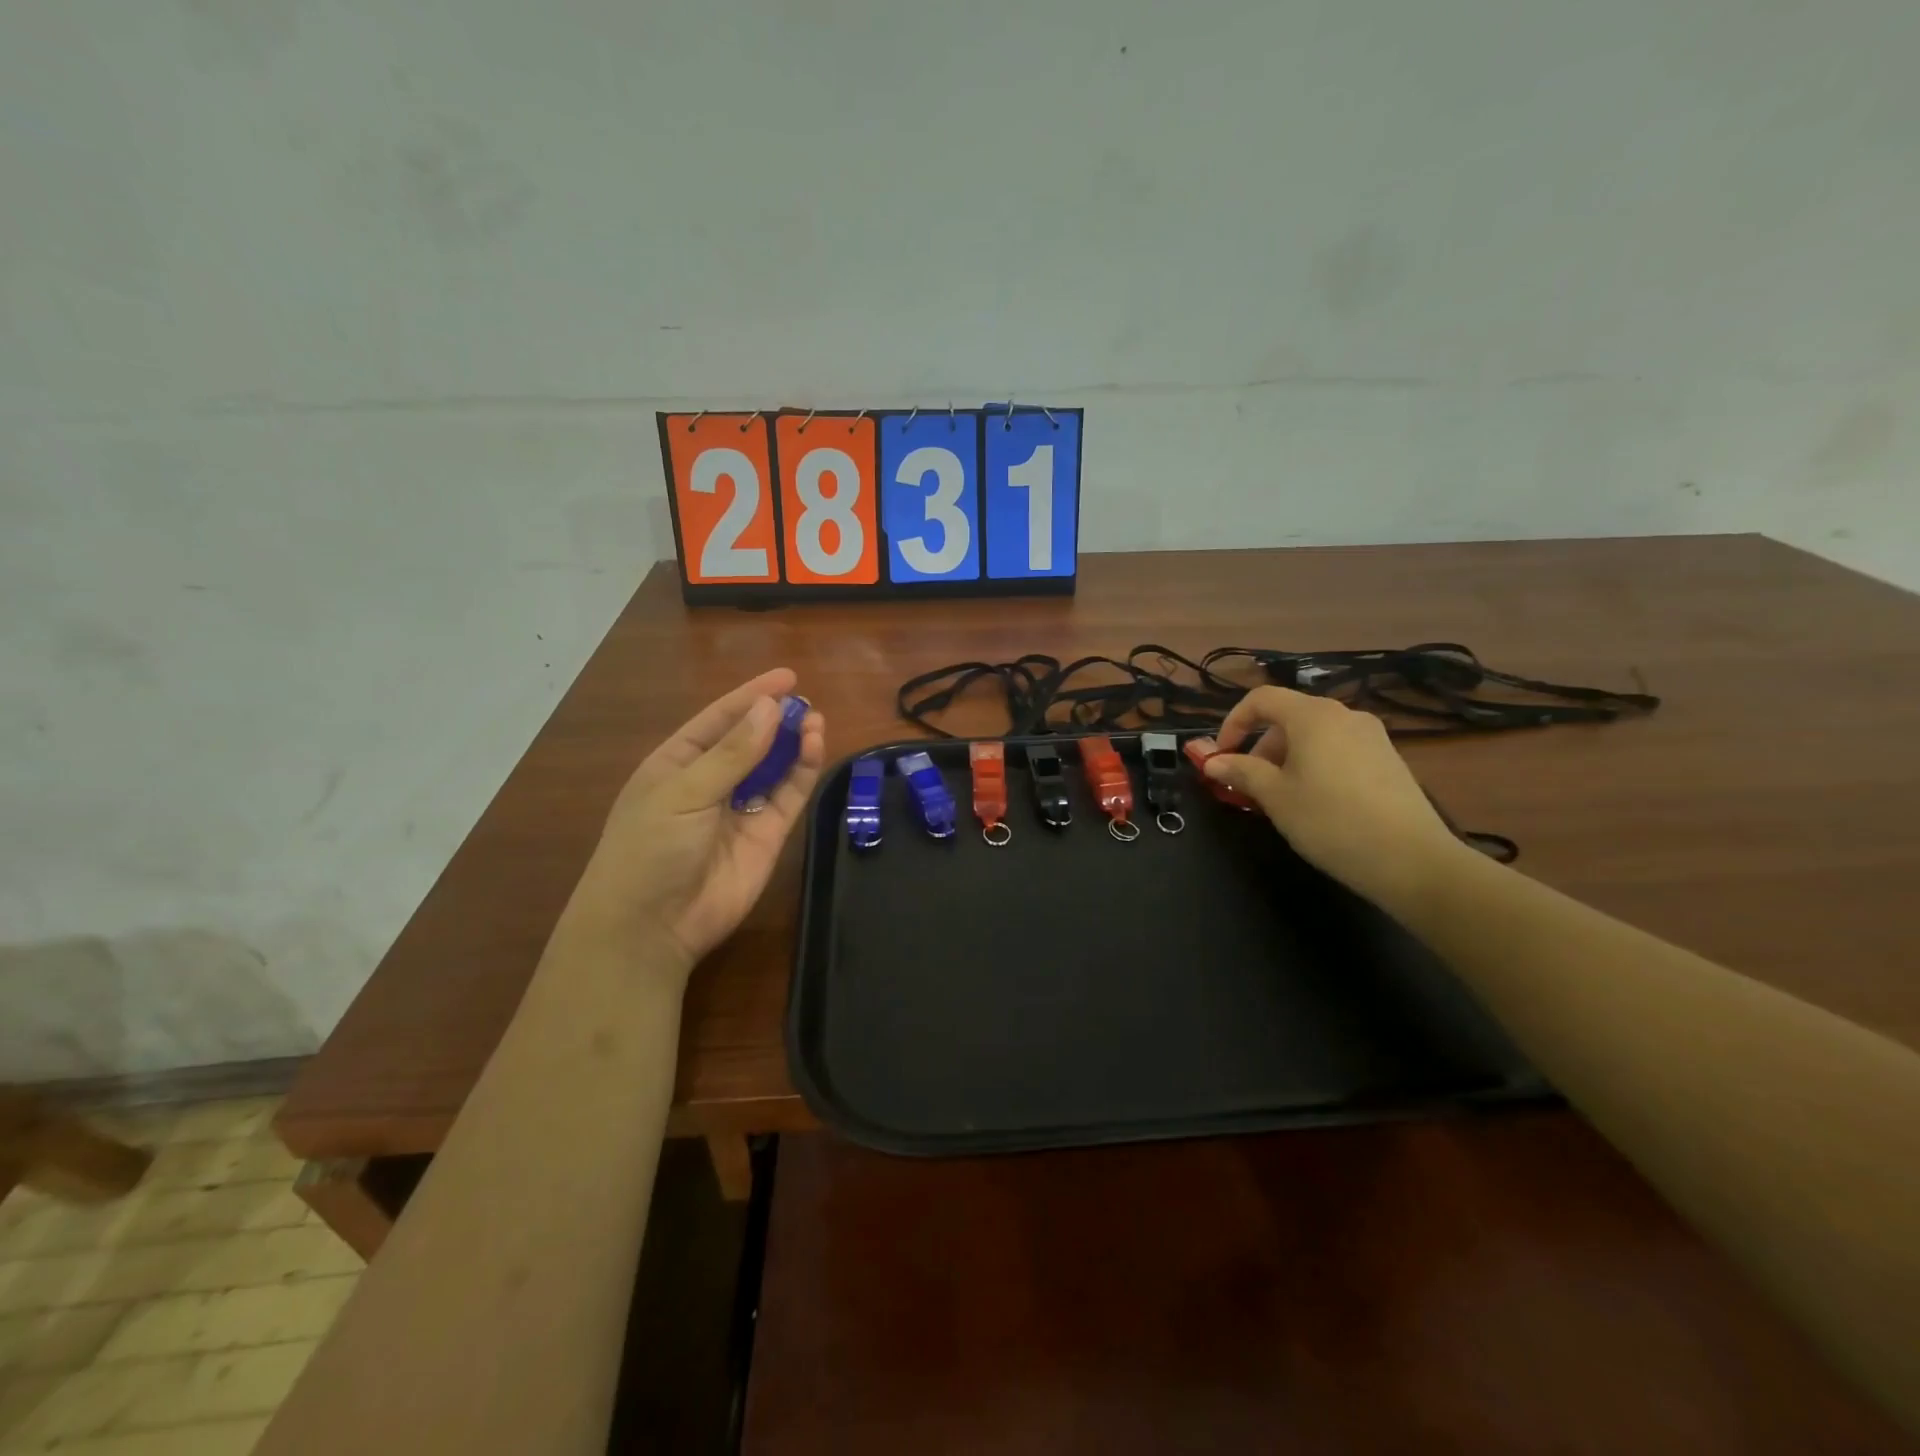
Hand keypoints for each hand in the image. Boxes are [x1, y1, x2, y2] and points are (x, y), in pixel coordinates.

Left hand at [562, 669, 825, 979]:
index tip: (786, 676)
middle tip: (805, 702)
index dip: (750, 696)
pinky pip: (789, 796)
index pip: (718, 720)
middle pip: (750, 741)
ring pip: (774, 767)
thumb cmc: (650, 848)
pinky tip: (814, 748)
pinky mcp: (767, 836)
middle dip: (776, 719)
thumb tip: (770, 708)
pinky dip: (803, 772)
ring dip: (793, 743)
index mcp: (677, 765)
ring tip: (815, 720)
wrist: (651, 927)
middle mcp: (711, 783)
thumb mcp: (684, 792)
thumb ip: (733, 752)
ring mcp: (740, 810)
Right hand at [1209, 686, 1467, 909]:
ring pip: (1314, 736)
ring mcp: (1372, 736)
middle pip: (1288, 717)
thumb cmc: (1330, 820)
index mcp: (1312, 716)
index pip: (1261, 699)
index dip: (1233, 722)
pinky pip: (1338, 750)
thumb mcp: (1275, 797)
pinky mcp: (1388, 759)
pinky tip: (1315, 802)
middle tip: (1248, 785)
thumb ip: (1241, 771)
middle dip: (1259, 747)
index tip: (1221, 756)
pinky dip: (1314, 765)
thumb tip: (1212, 761)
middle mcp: (1344, 715)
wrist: (1411, 859)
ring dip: (1286, 758)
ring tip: (1280, 798)